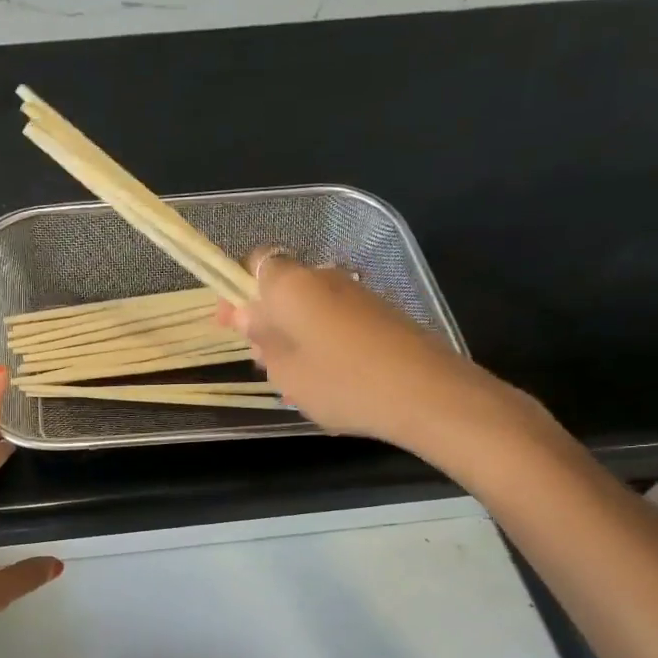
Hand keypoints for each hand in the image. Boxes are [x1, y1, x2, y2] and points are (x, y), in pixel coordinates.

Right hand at [222, 250, 541, 464]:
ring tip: (293, 380)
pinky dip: (323, 344)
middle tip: (261, 360)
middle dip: (266, 319)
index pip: (256, 263)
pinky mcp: (382, 315)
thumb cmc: (340, 382)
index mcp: (292, 284)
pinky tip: (327, 381)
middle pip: (284, 288)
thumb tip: (246, 313)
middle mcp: (325, 278)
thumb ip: (261, 337)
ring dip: (294, 335)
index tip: (231, 323)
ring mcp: (358, 295)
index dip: (239, 289)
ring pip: (310, 308)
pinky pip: (337, 322)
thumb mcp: (285, 369)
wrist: (425, 394)